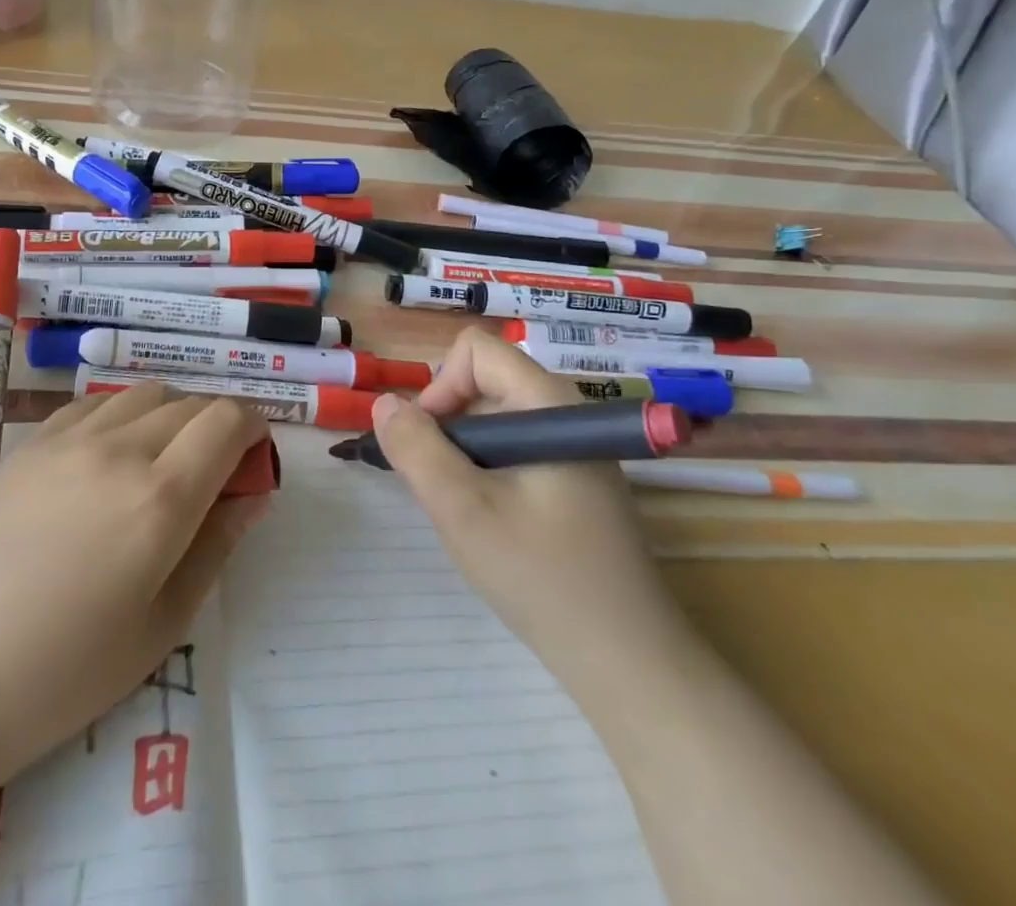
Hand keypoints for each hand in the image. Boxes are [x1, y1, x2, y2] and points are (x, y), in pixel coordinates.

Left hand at [0, 384, 269, 778]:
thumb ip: (217, 545)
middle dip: (216, 425)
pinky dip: (121, 415)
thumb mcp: (164, 623)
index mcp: (161, 496)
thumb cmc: (68, 670)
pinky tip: (108, 456)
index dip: (253, 427)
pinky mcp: (31, 444)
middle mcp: (120, 449)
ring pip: (144, 394)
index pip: (227, 420)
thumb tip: (254, 493)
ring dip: (170, 415)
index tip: (253, 456)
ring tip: (159, 461)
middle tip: (212, 471)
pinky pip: (94, 404)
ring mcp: (69, 439)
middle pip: (190, 402)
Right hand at [371, 329, 678, 686]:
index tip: (430, 444)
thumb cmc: (542, 578)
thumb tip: (384, 403)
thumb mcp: (462, 511)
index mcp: (548, 404)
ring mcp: (578, 450)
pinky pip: (518, 450)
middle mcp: (568, 414)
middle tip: (442, 487)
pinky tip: (494, 524)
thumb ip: (416, 449)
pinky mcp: (579, 481)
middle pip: (486, 383)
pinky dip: (490, 472)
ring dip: (466, 454)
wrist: (631, 664)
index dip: (441, 386)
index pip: (477, 350)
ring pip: (498, 420)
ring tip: (467, 511)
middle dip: (449, 426)